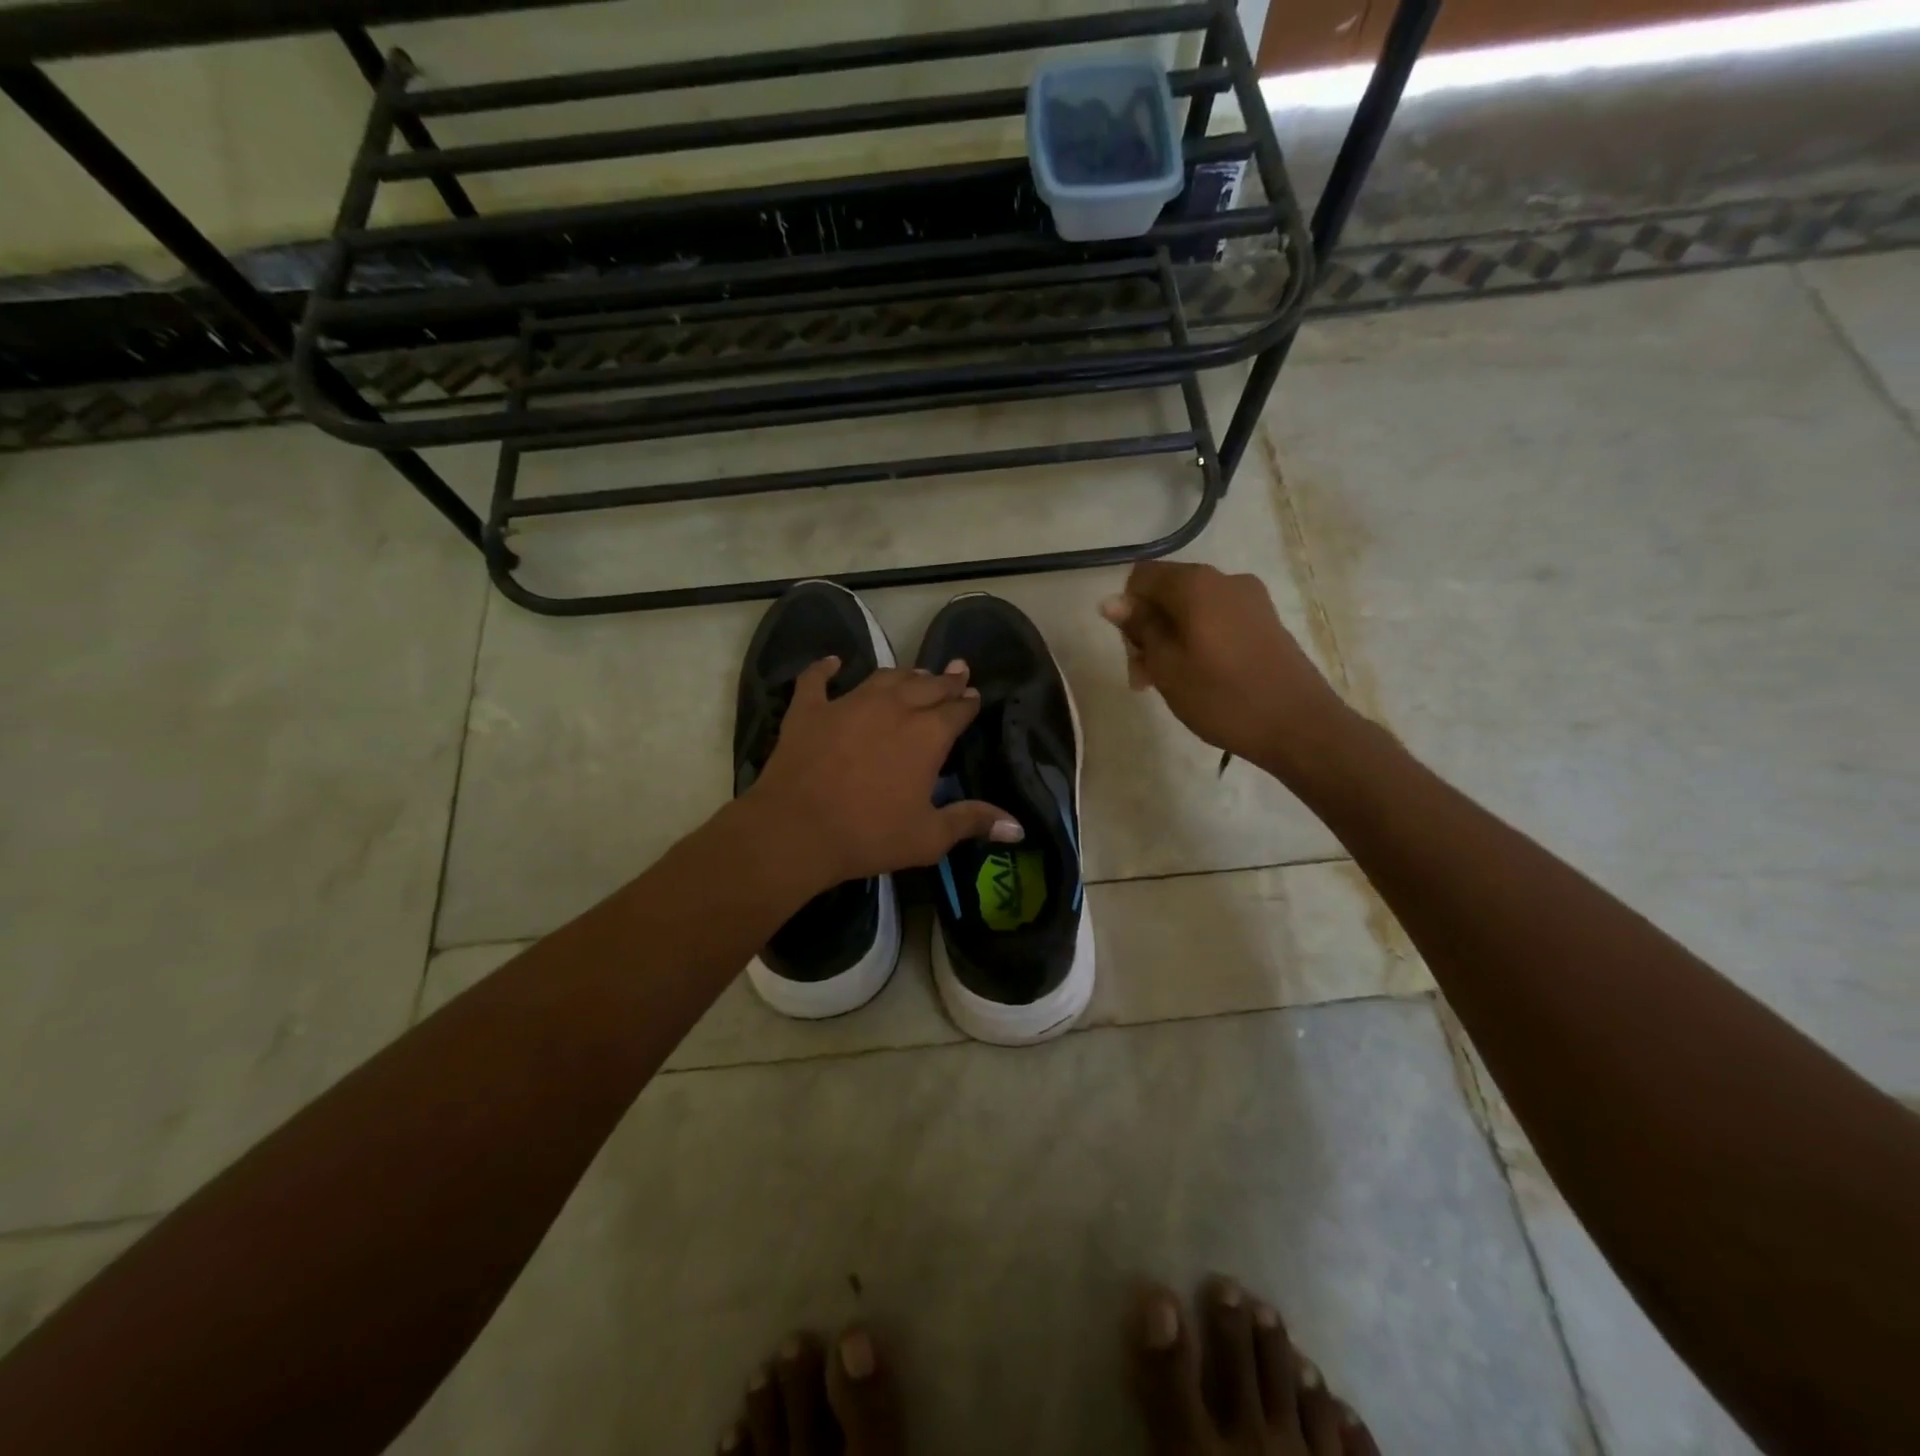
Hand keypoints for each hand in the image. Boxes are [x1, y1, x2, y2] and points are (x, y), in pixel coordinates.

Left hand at [744, 657, 1021, 888]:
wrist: (796, 831)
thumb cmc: (869, 836)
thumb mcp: (929, 837)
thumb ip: (972, 822)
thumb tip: (1018, 828)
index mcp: (927, 735)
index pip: (957, 710)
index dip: (968, 702)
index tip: (974, 696)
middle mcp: (893, 707)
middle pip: (926, 686)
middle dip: (945, 680)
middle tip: (956, 671)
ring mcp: (848, 703)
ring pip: (883, 677)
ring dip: (903, 674)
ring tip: (914, 672)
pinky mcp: (809, 710)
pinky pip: (816, 680)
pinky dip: (824, 669)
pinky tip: (832, 662)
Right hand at [1100, 561, 1351, 778]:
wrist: (1299, 726)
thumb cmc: (1222, 697)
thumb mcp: (1166, 666)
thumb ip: (1139, 628)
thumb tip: (1112, 600)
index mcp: (1195, 584)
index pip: (1141, 576)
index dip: (1127, 610)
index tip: (1133, 650)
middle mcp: (1224, 579)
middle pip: (1167, 592)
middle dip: (1148, 629)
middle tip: (1145, 678)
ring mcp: (1250, 599)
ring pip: (1191, 609)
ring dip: (1171, 639)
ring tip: (1170, 683)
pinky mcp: (1266, 621)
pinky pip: (1217, 620)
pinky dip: (1198, 641)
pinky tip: (1200, 677)